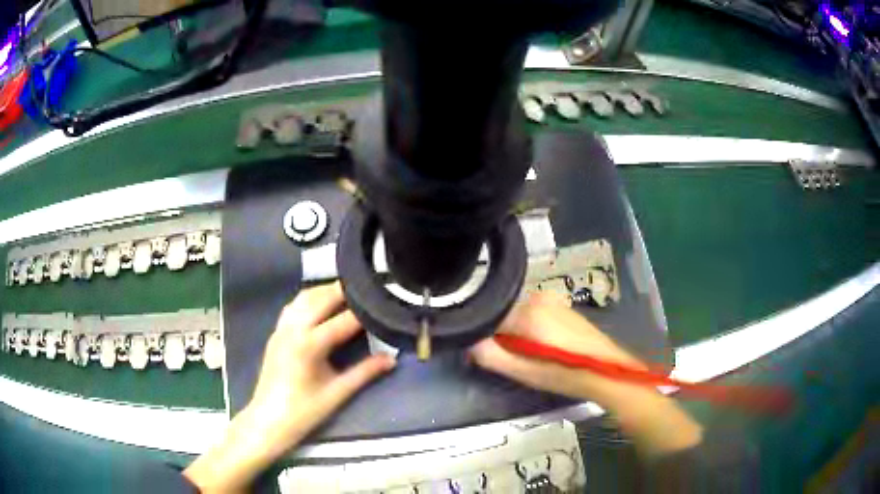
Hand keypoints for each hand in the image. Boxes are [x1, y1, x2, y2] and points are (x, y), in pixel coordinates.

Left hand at [185, 282, 395, 491]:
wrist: (268, 420)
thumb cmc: (304, 411)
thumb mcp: (338, 392)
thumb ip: (365, 372)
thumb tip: (391, 359)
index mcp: (309, 345)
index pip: (343, 321)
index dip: (365, 312)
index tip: (383, 305)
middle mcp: (293, 329)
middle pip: (322, 299)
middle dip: (345, 292)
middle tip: (369, 290)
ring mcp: (281, 328)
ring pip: (305, 297)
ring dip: (326, 291)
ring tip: (348, 293)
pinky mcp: (276, 332)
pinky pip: (294, 306)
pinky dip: (310, 299)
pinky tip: (322, 305)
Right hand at [470, 292, 643, 400]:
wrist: (606, 371)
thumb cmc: (564, 373)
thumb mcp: (523, 372)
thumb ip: (491, 356)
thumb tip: (470, 342)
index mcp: (527, 311)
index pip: (489, 316)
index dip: (485, 337)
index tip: (491, 355)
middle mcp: (538, 297)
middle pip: (505, 314)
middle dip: (503, 335)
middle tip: (515, 360)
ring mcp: (553, 300)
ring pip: (520, 315)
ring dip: (519, 333)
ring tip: (533, 356)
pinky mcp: (564, 307)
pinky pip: (536, 314)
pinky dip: (533, 329)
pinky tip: (547, 348)